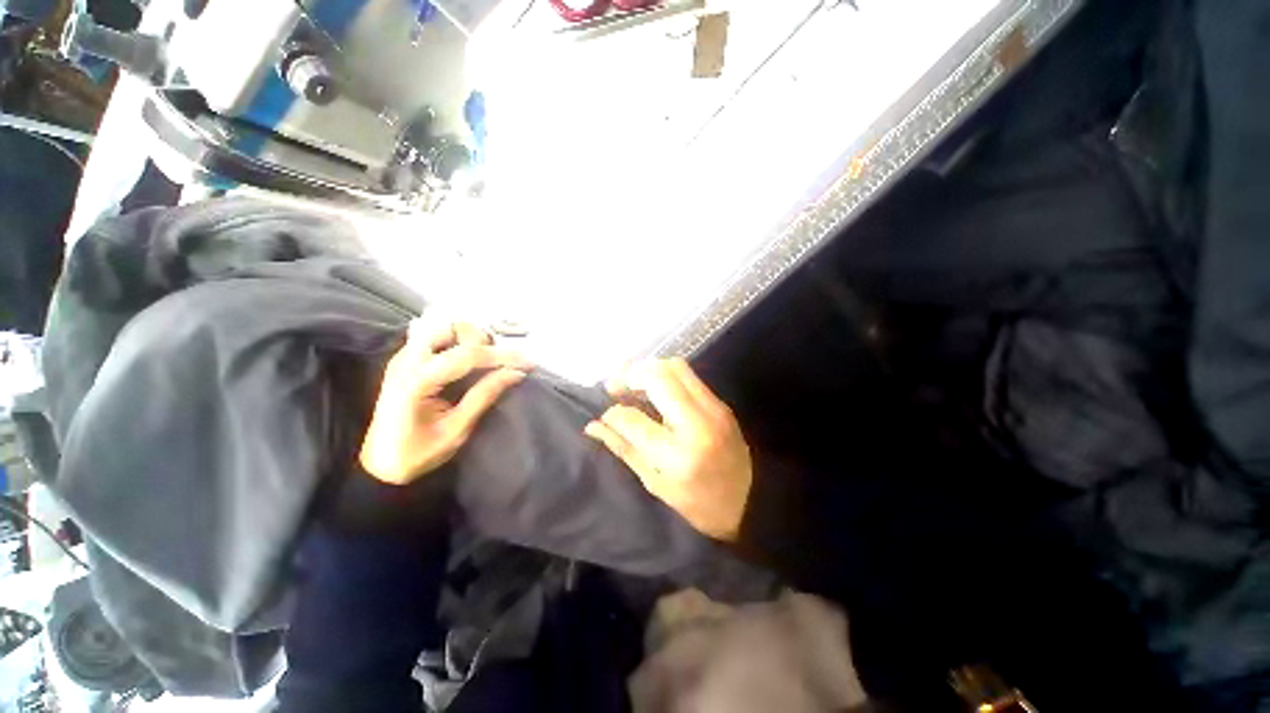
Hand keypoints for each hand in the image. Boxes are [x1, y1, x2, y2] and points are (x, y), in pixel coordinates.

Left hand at [360, 320, 530, 484]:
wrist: (379, 464)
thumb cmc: (418, 453)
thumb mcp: (456, 430)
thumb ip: (484, 396)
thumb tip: (515, 373)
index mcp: (417, 381)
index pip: (467, 356)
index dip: (502, 357)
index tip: (528, 363)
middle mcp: (407, 361)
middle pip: (451, 328)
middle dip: (482, 340)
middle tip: (500, 362)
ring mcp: (403, 358)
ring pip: (443, 327)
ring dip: (469, 338)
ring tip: (487, 360)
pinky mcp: (406, 360)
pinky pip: (435, 337)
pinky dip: (457, 342)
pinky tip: (469, 359)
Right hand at [584, 358, 752, 541]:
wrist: (751, 502)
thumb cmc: (698, 504)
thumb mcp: (656, 483)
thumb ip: (624, 449)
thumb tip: (594, 426)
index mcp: (677, 454)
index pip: (633, 419)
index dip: (613, 413)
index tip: (606, 415)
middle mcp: (697, 423)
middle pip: (658, 377)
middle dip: (629, 376)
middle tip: (615, 387)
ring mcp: (713, 408)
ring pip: (675, 367)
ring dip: (648, 370)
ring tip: (634, 385)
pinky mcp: (721, 403)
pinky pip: (689, 375)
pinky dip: (666, 375)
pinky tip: (656, 390)